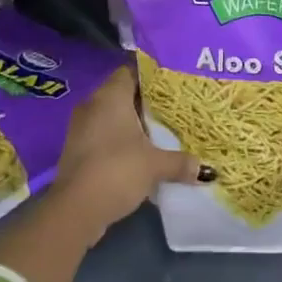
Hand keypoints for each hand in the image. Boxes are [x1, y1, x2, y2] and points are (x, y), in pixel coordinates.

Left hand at [49, 65, 204, 242]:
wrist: (75, 210)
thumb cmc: (117, 171)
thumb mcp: (155, 165)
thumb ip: (180, 162)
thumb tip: (206, 170)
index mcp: (110, 96)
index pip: (130, 71)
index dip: (151, 75)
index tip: (172, 84)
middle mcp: (92, 104)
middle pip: (122, 93)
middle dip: (145, 102)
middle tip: (172, 108)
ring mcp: (81, 128)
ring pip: (111, 116)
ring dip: (132, 124)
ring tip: (159, 131)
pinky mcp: (77, 150)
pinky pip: (103, 134)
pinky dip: (119, 140)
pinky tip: (139, 153)